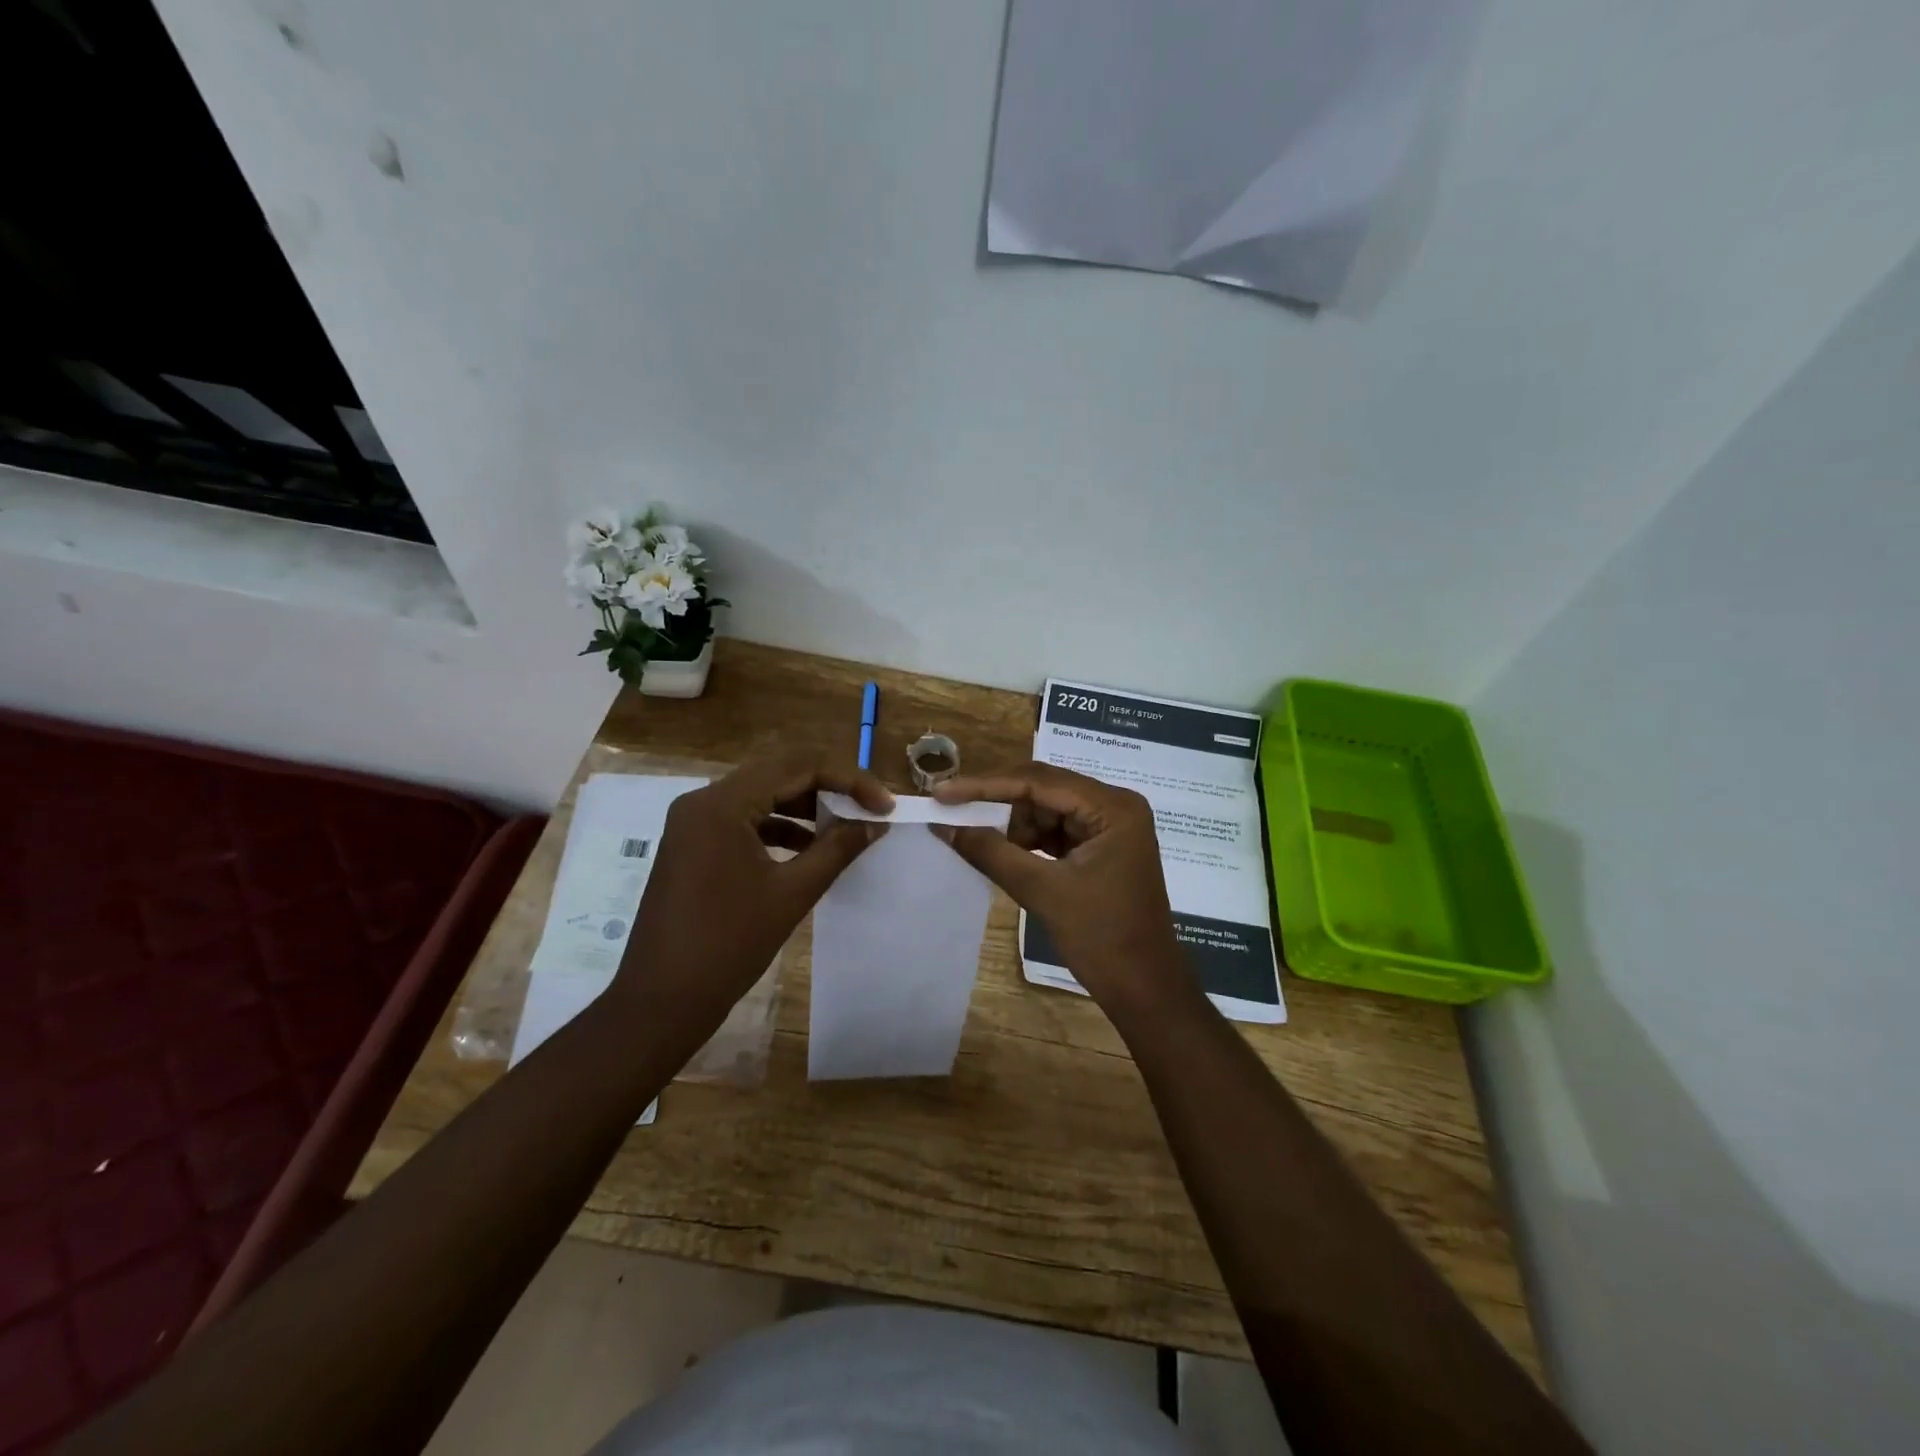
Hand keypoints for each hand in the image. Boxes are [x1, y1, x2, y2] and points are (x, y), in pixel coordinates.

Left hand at [613, 751, 892, 1045]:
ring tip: (846, 828)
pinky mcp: (693, 844)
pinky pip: (744, 819)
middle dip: (829, 787)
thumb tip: (875, 823)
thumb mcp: (792, 893)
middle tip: (869, 809)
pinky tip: (810, 848)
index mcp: (722, 804)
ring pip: (762, 795)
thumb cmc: (728, 945)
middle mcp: (703, 801)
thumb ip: (837, 849)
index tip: (884, 805)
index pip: (797, 766)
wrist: (661, 1001)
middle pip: (778, 773)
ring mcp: (694, 823)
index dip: (848, 780)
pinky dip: (780, 827)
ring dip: (806, 807)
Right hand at [933, 763, 1193, 1018]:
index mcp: (1112, 807)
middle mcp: (1115, 806)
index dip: (986, 785)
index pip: (1039, 781)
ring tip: (972, 837)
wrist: (1144, 989)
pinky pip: (1056, 831)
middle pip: (1044, 790)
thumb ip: (991, 852)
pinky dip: (1027, 840)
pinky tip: (1000, 850)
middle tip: (950, 810)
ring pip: (1047, 810)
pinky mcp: (1101, 848)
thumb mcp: (1041, 890)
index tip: (943, 792)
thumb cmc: (1100, 937)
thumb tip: (944, 825)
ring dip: (1011, 824)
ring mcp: (1110, 827)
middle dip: (997, 803)